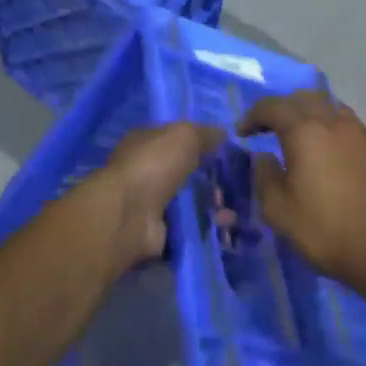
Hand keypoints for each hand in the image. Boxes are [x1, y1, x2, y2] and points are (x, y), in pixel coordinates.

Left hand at [84, 123, 225, 276]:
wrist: (130, 215)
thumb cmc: (153, 165)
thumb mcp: (183, 136)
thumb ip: (204, 133)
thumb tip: (223, 134)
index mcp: (145, 143)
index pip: (174, 140)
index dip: (199, 143)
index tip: (227, 151)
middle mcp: (146, 172)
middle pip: (185, 174)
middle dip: (211, 180)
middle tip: (236, 184)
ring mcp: (151, 204)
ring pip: (191, 203)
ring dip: (214, 207)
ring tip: (232, 212)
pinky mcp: (160, 231)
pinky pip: (190, 227)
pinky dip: (208, 228)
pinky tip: (226, 226)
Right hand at [239, 92, 365, 288]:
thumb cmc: (325, 230)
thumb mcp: (278, 210)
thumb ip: (264, 176)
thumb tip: (264, 157)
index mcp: (306, 132)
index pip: (273, 106)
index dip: (253, 115)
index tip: (243, 134)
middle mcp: (335, 123)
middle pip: (305, 98)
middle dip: (283, 108)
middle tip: (270, 129)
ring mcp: (363, 135)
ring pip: (332, 108)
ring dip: (312, 115)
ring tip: (303, 139)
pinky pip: (351, 128)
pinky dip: (334, 132)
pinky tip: (332, 158)